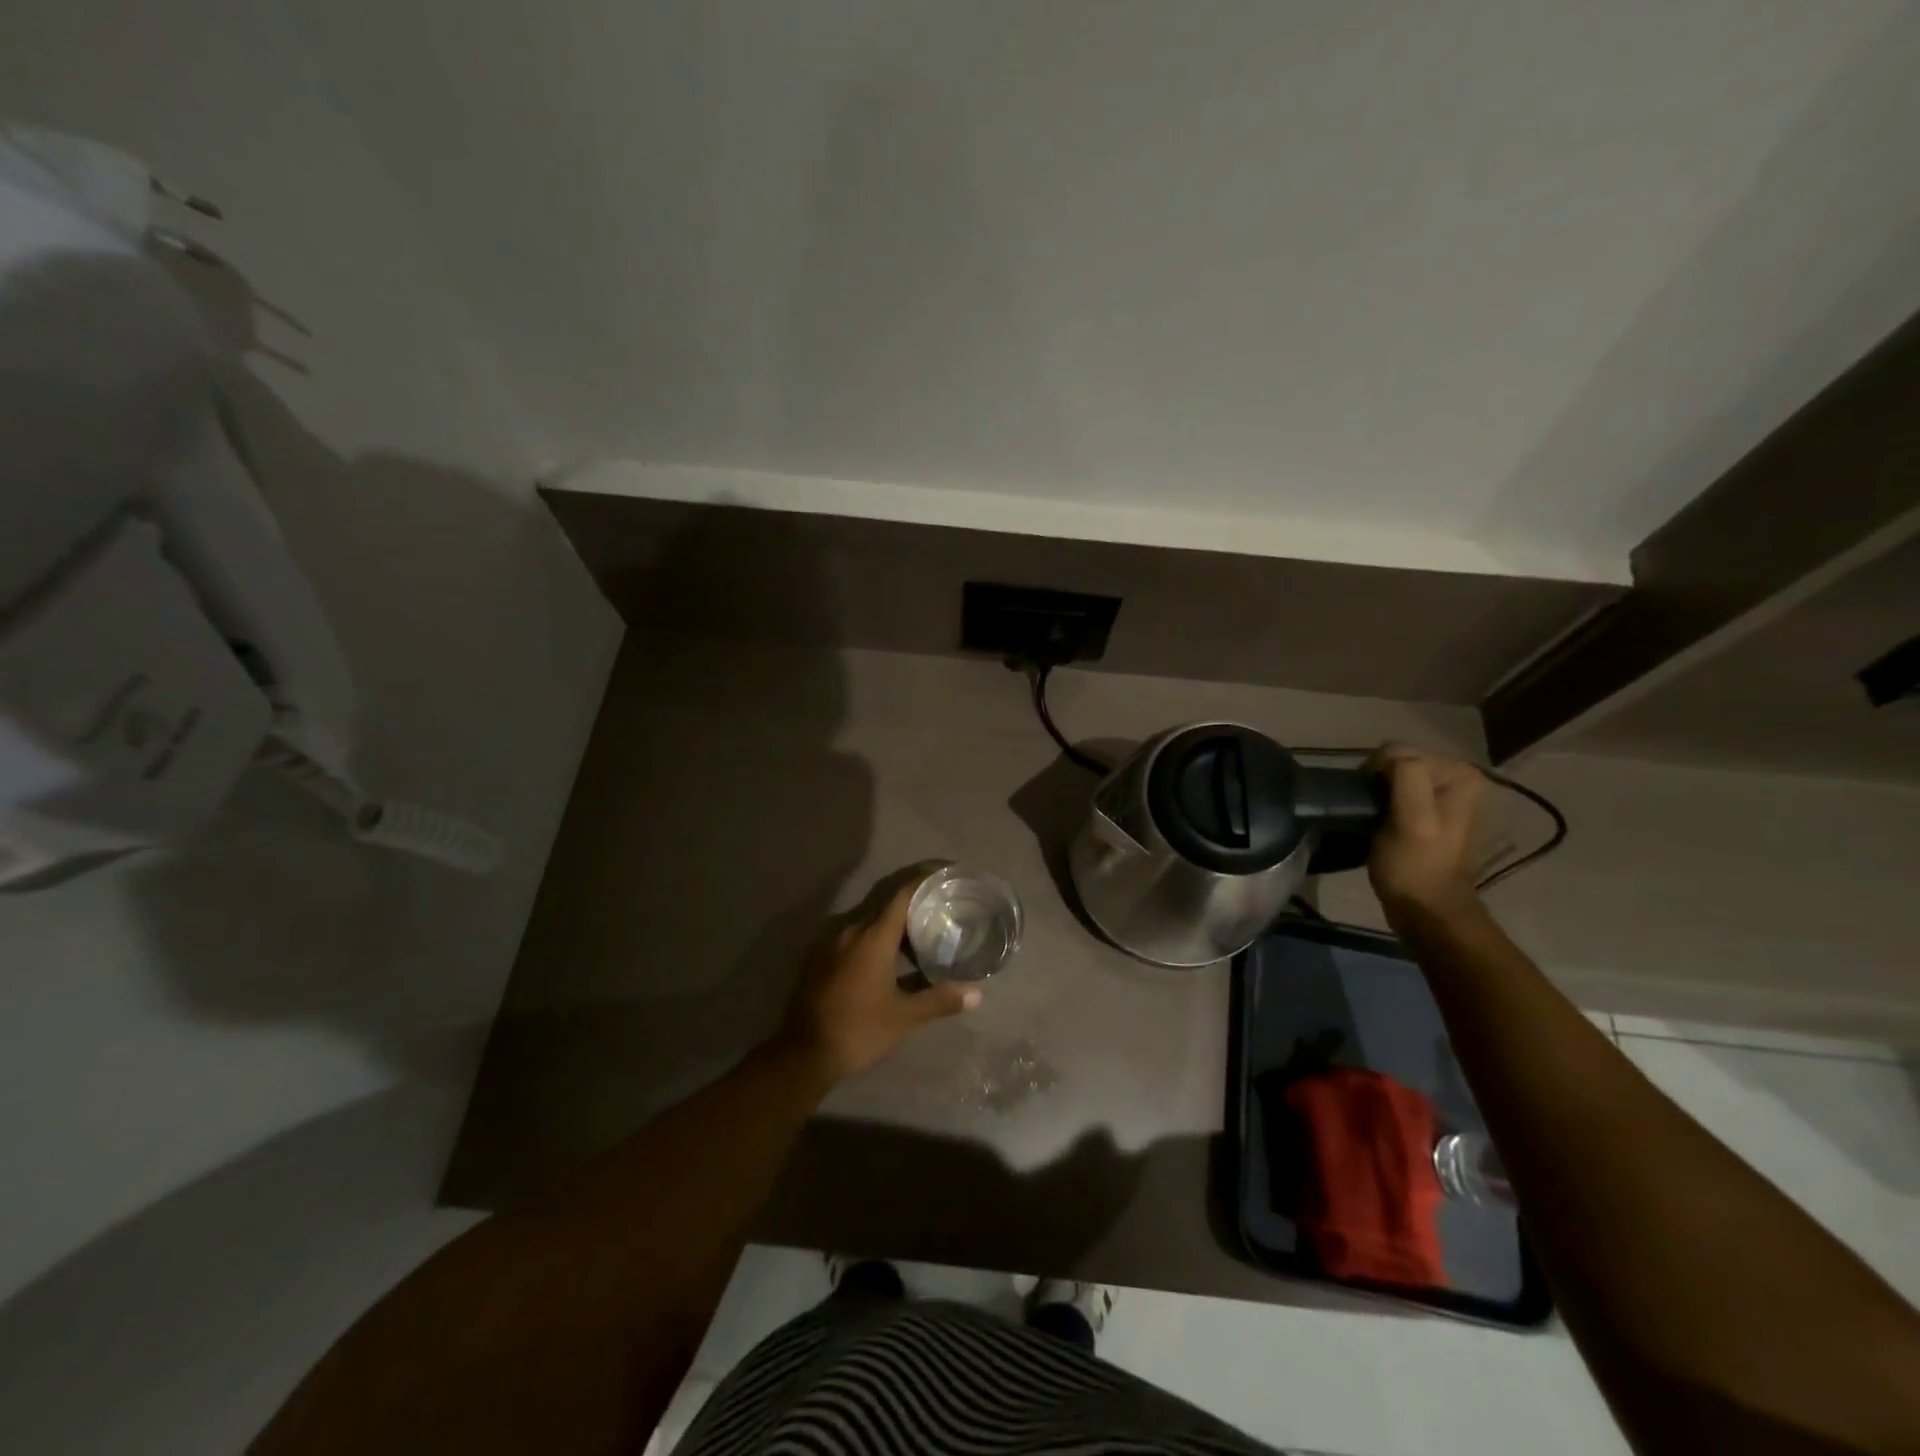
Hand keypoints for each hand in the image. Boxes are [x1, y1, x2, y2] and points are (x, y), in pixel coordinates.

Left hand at [779, 877, 980, 1082]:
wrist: (803, 1054)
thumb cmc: (859, 1029)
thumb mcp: (904, 1017)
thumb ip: (939, 1000)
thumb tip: (977, 994)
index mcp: (872, 936)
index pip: (901, 896)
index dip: (922, 883)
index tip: (942, 878)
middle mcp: (849, 930)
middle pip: (885, 908)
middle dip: (911, 909)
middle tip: (939, 914)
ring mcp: (829, 944)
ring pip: (867, 924)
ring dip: (891, 928)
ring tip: (917, 938)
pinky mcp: (818, 959)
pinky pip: (851, 938)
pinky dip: (872, 941)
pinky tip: (886, 960)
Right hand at [1365, 744, 1486, 916]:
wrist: (1426, 908)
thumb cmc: (1415, 866)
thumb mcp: (1412, 820)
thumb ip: (1408, 778)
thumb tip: (1388, 756)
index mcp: (1460, 774)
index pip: (1399, 751)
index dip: (1376, 774)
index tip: (1370, 804)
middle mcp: (1460, 776)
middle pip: (1398, 759)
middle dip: (1379, 781)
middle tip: (1372, 812)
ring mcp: (1447, 793)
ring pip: (1394, 773)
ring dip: (1379, 791)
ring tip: (1375, 817)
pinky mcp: (1432, 808)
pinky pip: (1397, 788)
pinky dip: (1384, 799)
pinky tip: (1382, 819)